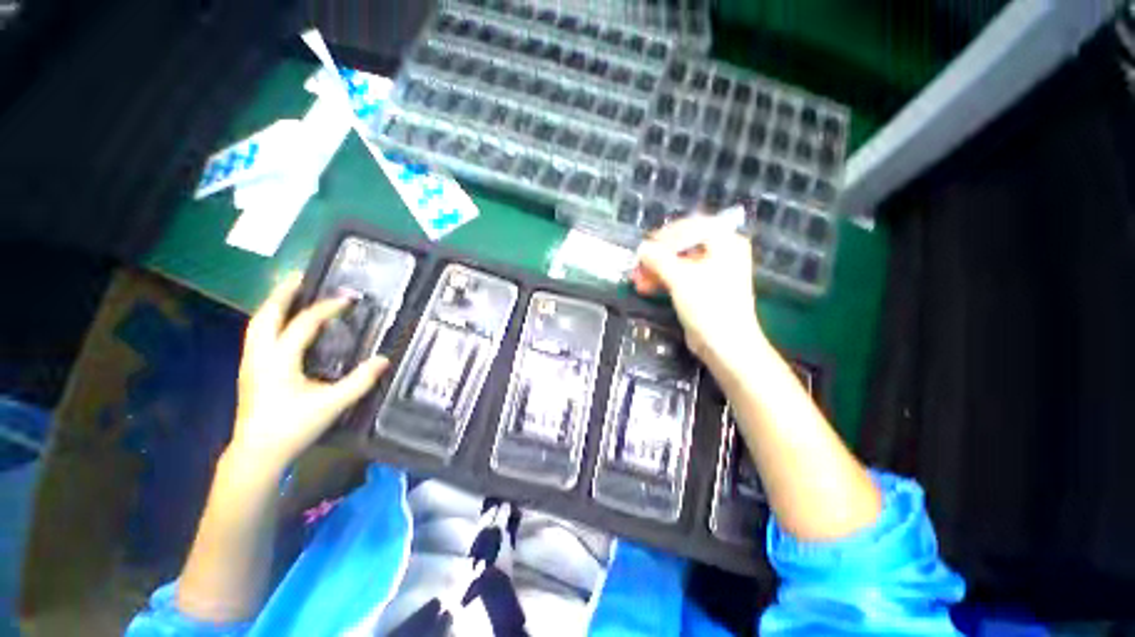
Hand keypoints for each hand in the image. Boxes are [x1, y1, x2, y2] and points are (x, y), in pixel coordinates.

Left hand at [230, 273, 388, 472]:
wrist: (257, 453)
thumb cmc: (292, 427)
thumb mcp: (332, 403)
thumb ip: (360, 381)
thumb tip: (385, 359)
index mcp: (279, 359)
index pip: (304, 323)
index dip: (327, 308)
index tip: (348, 298)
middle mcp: (260, 355)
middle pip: (266, 315)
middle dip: (283, 294)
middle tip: (302, 277)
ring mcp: (251, 363)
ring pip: (257, 325)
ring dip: (273, 306)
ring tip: (290, 295)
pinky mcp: (250, 372)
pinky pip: (258, 336)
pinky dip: (271, 322)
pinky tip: (283, 326)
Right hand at [631, 216, 767, 367]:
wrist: (725, 345)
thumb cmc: (709, 306)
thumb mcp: (681, 278)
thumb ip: (658, 259)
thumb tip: (642, 248)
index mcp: (725, 242)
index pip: (691, 227)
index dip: (665, 235)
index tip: (645, 246)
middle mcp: (721, 253)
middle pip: (682, 246)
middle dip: (656, 256)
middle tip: (637, 264)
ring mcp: (711, 272)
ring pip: (678, 263)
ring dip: (656, 270)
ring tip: (636, 278)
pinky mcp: (702, 290)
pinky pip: (679, 278)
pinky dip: (662, 281)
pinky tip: (645, 287)